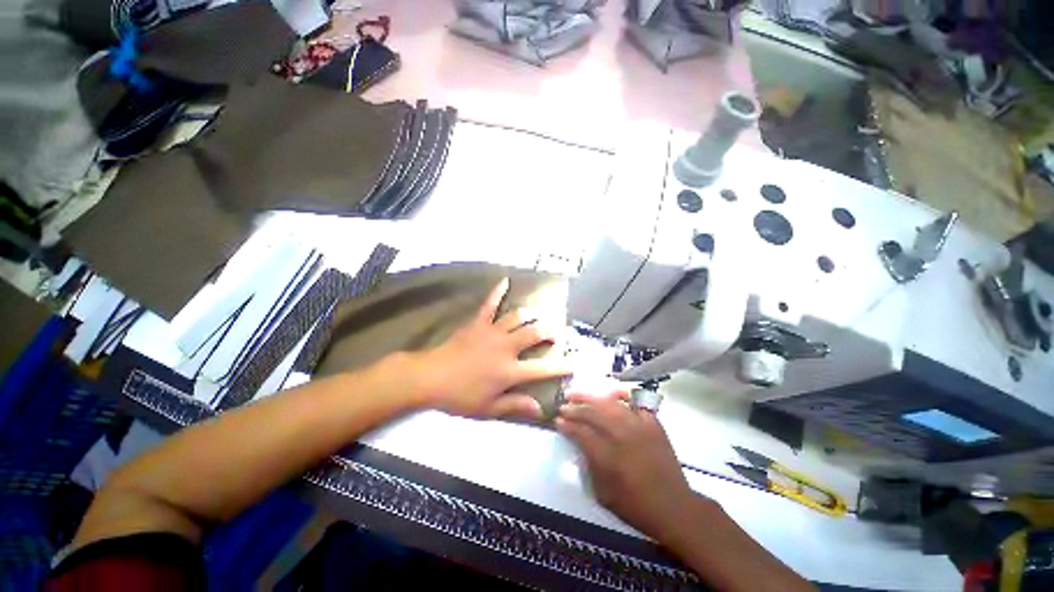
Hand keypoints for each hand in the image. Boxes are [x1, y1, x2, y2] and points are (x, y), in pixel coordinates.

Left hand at [406, 278, 570, 419]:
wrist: (429, 378)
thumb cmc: (459, 397)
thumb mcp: (488, 409)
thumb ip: (515, 406)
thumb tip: (540, 409)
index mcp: (509, 370)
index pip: (542, 368)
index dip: (562, 366)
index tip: (576, 362)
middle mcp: (505, 347)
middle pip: (534, 333)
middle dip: (550, 330)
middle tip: (557, 331)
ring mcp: (492, 331)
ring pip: (518, 317)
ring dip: (532, 314)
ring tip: (540, 314)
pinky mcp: (478, 323)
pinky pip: (490, 304)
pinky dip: (498, 292)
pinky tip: (505, 280)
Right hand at [557, 392, 698, 539]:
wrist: (674, 507)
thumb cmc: (635, 505)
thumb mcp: (602, 493)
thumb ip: (588, 465)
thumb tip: (578, 443)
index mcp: (609, 456)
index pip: (581, 432)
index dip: (567, 425)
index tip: (557, 420)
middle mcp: (623, 436)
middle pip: (593, 413)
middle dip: (575, 407)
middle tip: (563, 405)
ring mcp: (640, 426)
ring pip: (610, 403)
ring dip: (591, 397)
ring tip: (578, 394)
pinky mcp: (653, 423)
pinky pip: (635, 402)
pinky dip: (622, 395)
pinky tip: (611, 394)